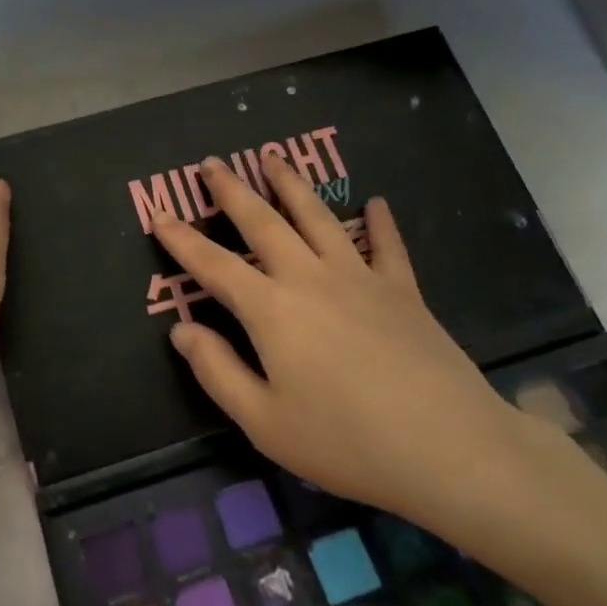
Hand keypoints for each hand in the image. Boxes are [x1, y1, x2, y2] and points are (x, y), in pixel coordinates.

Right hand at [151, 154, 570, 550]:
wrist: (447, 447)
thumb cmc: (345, 441)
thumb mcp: (264, 421)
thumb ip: (217, 371)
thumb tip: (180, 329)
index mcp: (271, 310)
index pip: (214, 266)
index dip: (182, 240)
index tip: (159, 215)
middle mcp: (310, 278)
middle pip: (263, 223)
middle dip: (232, 191)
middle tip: (212, 163)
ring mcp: (360, 278)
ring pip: (318, 218)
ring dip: (291, 185)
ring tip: (272, 158)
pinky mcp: (402, 290)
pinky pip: (386, 245)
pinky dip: (379, 222)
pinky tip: (376, 202)